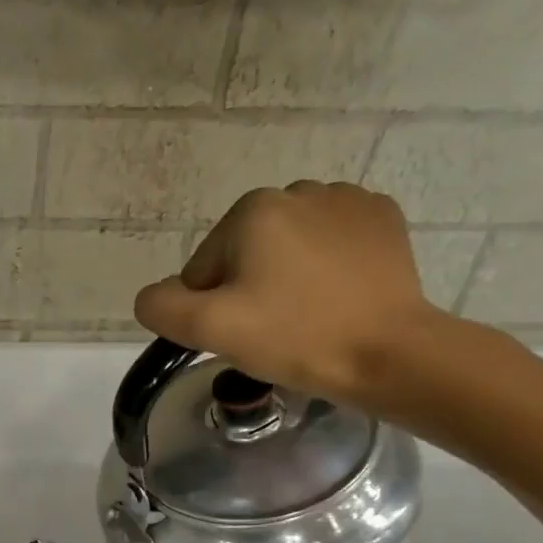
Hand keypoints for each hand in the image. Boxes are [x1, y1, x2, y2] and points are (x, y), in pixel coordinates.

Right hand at [134, 181, 448, 410]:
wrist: (388, 352)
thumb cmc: (293, 337)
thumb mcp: (209, 328)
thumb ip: (162, 307)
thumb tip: (154, 295)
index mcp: (252, 210)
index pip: (203, 269)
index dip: (211, 308)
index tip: (241, 334)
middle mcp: (298, 190)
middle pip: (245, 254)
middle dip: (248, 289)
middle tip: (272, 330)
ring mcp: (347, 200)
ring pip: (288, 248)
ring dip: (286, 277)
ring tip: (307, 316)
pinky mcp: (382, 219)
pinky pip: (331, 243)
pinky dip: (325, 268)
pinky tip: (336, 298)